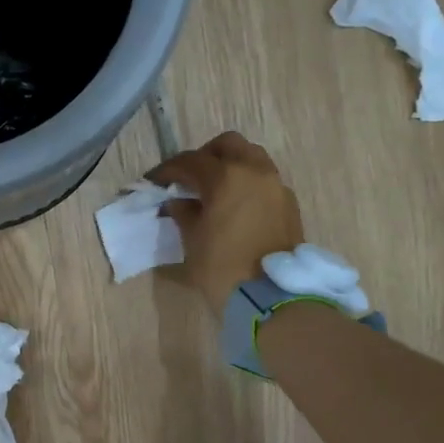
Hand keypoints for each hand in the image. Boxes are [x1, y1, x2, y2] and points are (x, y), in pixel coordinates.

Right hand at [148, 132, 304, 312]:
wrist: (272, 297)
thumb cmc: (223, 268)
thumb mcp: (193, 241)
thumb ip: (184, 213)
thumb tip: (179, 202)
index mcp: (226, 177)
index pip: (191, 161)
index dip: (169, 170)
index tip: (155, 182)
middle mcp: (254, 172)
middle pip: (228, 145)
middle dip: (205, 156)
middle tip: (189, 178)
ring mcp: (276, 186)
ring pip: (252, 158)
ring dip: (230, 166)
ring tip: (214, 190)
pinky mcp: (288, 204)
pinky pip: (264, 180)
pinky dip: (247, 183)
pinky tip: (235, 206)